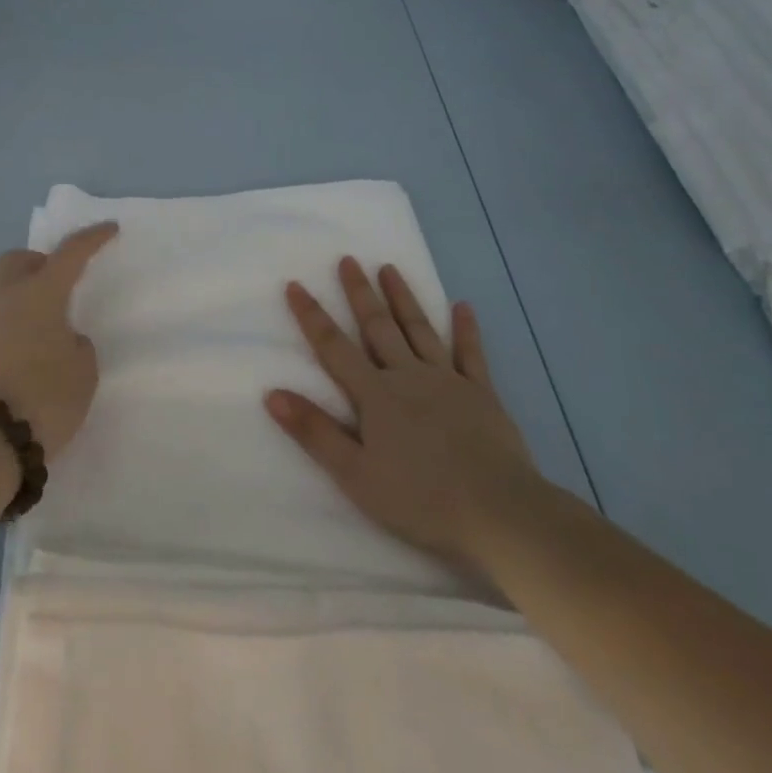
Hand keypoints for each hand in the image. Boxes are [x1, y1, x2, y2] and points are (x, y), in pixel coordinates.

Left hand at [0, 222, 117, 460]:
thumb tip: (62, 339)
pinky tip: (39, 348)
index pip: (70, 253)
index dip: (92, 238)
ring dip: (31, 296)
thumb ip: (77, 344)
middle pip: (19, 260)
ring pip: (8, 291)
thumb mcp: (83, 369)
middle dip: (41, 262)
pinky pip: (4, 320)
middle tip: (64, 283)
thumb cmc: (46, 394)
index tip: (110, 228)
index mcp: (39, 292)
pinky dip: (22, 322)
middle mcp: (9, 298)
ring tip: (56, 325)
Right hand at [265, 257, 543, 583]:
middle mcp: (407, 375)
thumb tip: (271, 393)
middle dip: (359, 292)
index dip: (311, 315)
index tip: (295, 284)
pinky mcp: (482, 394)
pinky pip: (471, 355)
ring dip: (402, 298)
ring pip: (419, 329)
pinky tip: (463, 307)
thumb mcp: (356, 474)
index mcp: (375, 395)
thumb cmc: (421, 499)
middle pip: (377, 326)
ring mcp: (448, 381)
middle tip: (348, 259)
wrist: (500, 513)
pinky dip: (466, 330)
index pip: (333, 346)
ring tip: (389, 267)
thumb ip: (314, 431)